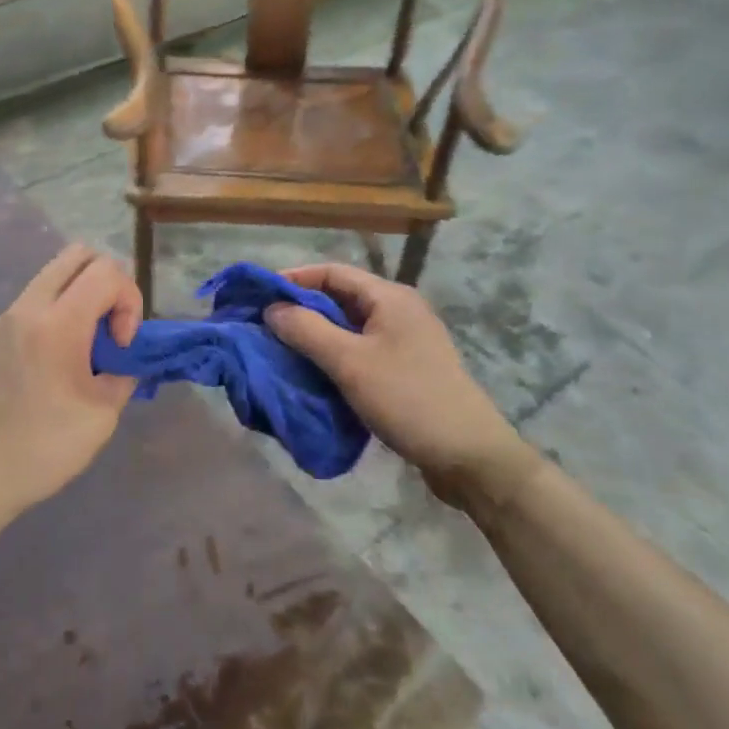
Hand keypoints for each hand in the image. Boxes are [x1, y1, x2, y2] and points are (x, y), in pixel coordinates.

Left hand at [0, 245, 142, 524]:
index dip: (128, 300)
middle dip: (107, 282)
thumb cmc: (45, 448)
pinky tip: (54, 359)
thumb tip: (123, 354)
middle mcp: (28, 308)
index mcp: (57, 324)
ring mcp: (4, 317)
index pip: (106, 272)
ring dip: (80, 294)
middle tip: (109, 327)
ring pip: (53, 273)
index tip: (120, 344)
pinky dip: (56, 310)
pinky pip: (33, 299)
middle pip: (78, 255)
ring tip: (83, 344)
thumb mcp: (104, 414)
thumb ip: (123, 370)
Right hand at [265, 263, 534, 502]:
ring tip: (281, 348)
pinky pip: (361, 350)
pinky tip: (314, 372)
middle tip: (264, 324)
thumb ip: (307, 330)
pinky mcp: (407, 368)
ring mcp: (406, 340)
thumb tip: (272, 308)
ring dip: (316, 334)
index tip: (259, 294)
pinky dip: (334, 355)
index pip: (332, 271)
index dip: (293, 278)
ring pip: (349, 326)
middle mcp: (399, 310)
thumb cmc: (408, 399)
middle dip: (301, 308)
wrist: (470, 457)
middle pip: (340, 297)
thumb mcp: (350, 363)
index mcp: (390, 297)